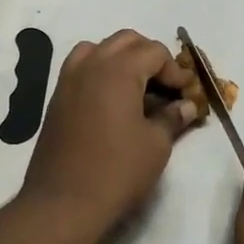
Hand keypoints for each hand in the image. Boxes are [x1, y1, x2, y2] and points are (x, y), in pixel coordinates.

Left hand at [20, 30, 197, 234]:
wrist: (63, 202)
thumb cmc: (117, 171)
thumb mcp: (156, 145)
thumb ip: (172, 118)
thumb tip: (186, 106)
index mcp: (118, 70)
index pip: (154, 52)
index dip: (175, 70)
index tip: (187, 94)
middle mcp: (90, 65)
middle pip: (125, 41)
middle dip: (150, 56)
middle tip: (166, 85)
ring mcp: (68, 80)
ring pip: (98, 49)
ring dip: (121, 59)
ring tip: (137, 87)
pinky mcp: (57, 99)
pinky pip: (81, 68)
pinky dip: (100, 72)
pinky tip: (112, 102)